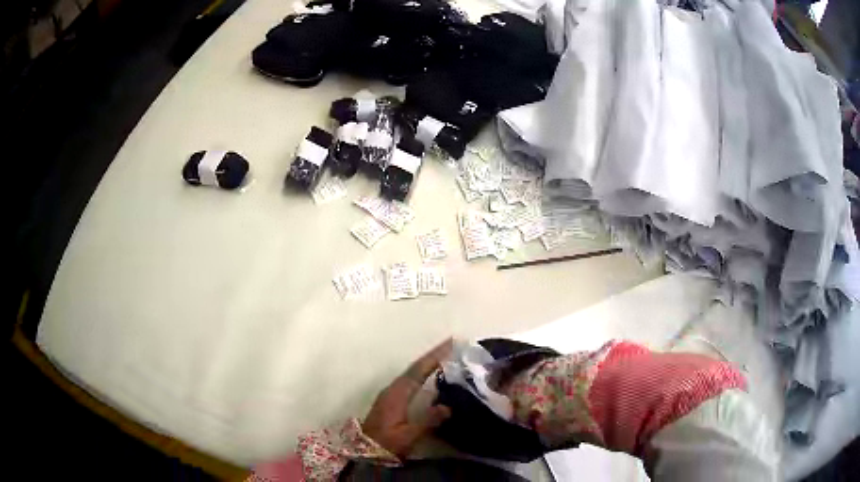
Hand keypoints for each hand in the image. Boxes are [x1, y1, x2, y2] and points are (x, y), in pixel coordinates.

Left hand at [362, 339, 453, 458]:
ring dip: (427, 364)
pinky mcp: (390, 401)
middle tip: (451, 346)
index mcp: (397, 394)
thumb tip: (448, 406)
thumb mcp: (408, 436)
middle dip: (432, 356)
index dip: (434, 357)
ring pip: (411, 373)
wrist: (362, 452)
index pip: (418, 370)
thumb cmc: (385, 444)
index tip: (450, 344)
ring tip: (445, 357)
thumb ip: (427, 421)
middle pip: (414, 368)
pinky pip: (409, 380)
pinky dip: (421, 374)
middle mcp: (392, 389)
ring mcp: (390, 394)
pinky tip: (429, 377)